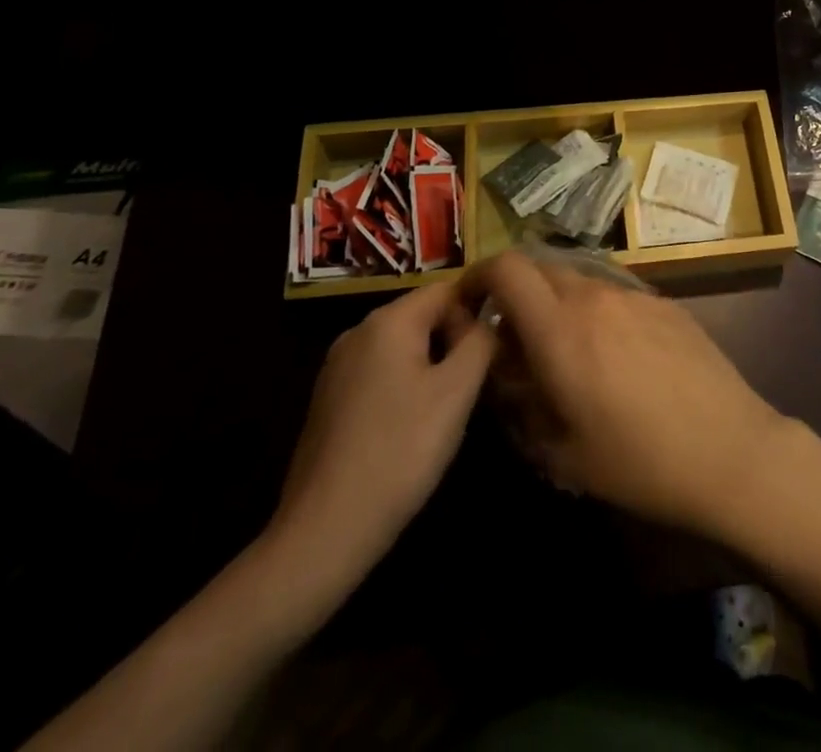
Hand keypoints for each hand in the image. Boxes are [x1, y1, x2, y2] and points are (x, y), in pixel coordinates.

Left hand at [266, 279, 493, 590]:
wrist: (325, 531)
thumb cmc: (401, 451)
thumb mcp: (457, 391)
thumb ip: (481, 341)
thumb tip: (488, 318)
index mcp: (387, 321)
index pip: (446, 290)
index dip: (477, 312)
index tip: (495, 350)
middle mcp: (357, 332)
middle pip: (422, 315)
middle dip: (454, 340)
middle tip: (475, 384)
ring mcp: (337, 368)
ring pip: (402, 347)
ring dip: (432, 366)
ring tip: (449, 409)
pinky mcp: (329, 401)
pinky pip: (380, 373)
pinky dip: (405, 386)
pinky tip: (412, 428)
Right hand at [462, 252, 789, 537]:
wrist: (730, 450)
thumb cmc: (639, 462)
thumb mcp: (561, 454)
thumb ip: (521, 405)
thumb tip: (507, 375)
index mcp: (560, 329)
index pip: (507, 268)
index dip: (479, 276)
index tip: (471, 306)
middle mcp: (595, 297)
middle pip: (541, 269)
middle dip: (516, 294)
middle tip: (516, 340)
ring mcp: (635, 295)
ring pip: (580, 281)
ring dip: (559, 303)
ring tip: (567, 352)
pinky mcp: (666, 303)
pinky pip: (616, 294)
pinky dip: (597, 311)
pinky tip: (616, 356)